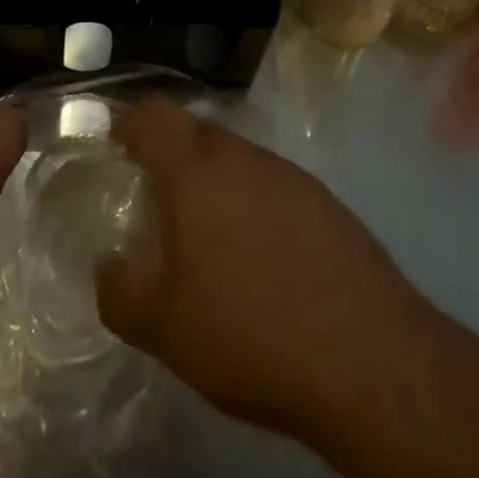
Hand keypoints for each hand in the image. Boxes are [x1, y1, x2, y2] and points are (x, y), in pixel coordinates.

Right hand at [95, 98, 427, 444]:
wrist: (370, 362)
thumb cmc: (249, 333)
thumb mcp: (163, 329)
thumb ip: (119, 293)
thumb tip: (108, 267)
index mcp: (196, 171)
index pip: (155, 115)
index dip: (131, 125)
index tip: (119, 151)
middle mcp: (244, 158)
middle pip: (197, 132)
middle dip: (172, 158)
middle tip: (159, 205)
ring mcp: (292, 176)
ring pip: (239, 159)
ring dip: (217, 184)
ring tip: (211, 241)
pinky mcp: (327, 203)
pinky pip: (274, 187)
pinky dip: (256, 206)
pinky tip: (263, 261)